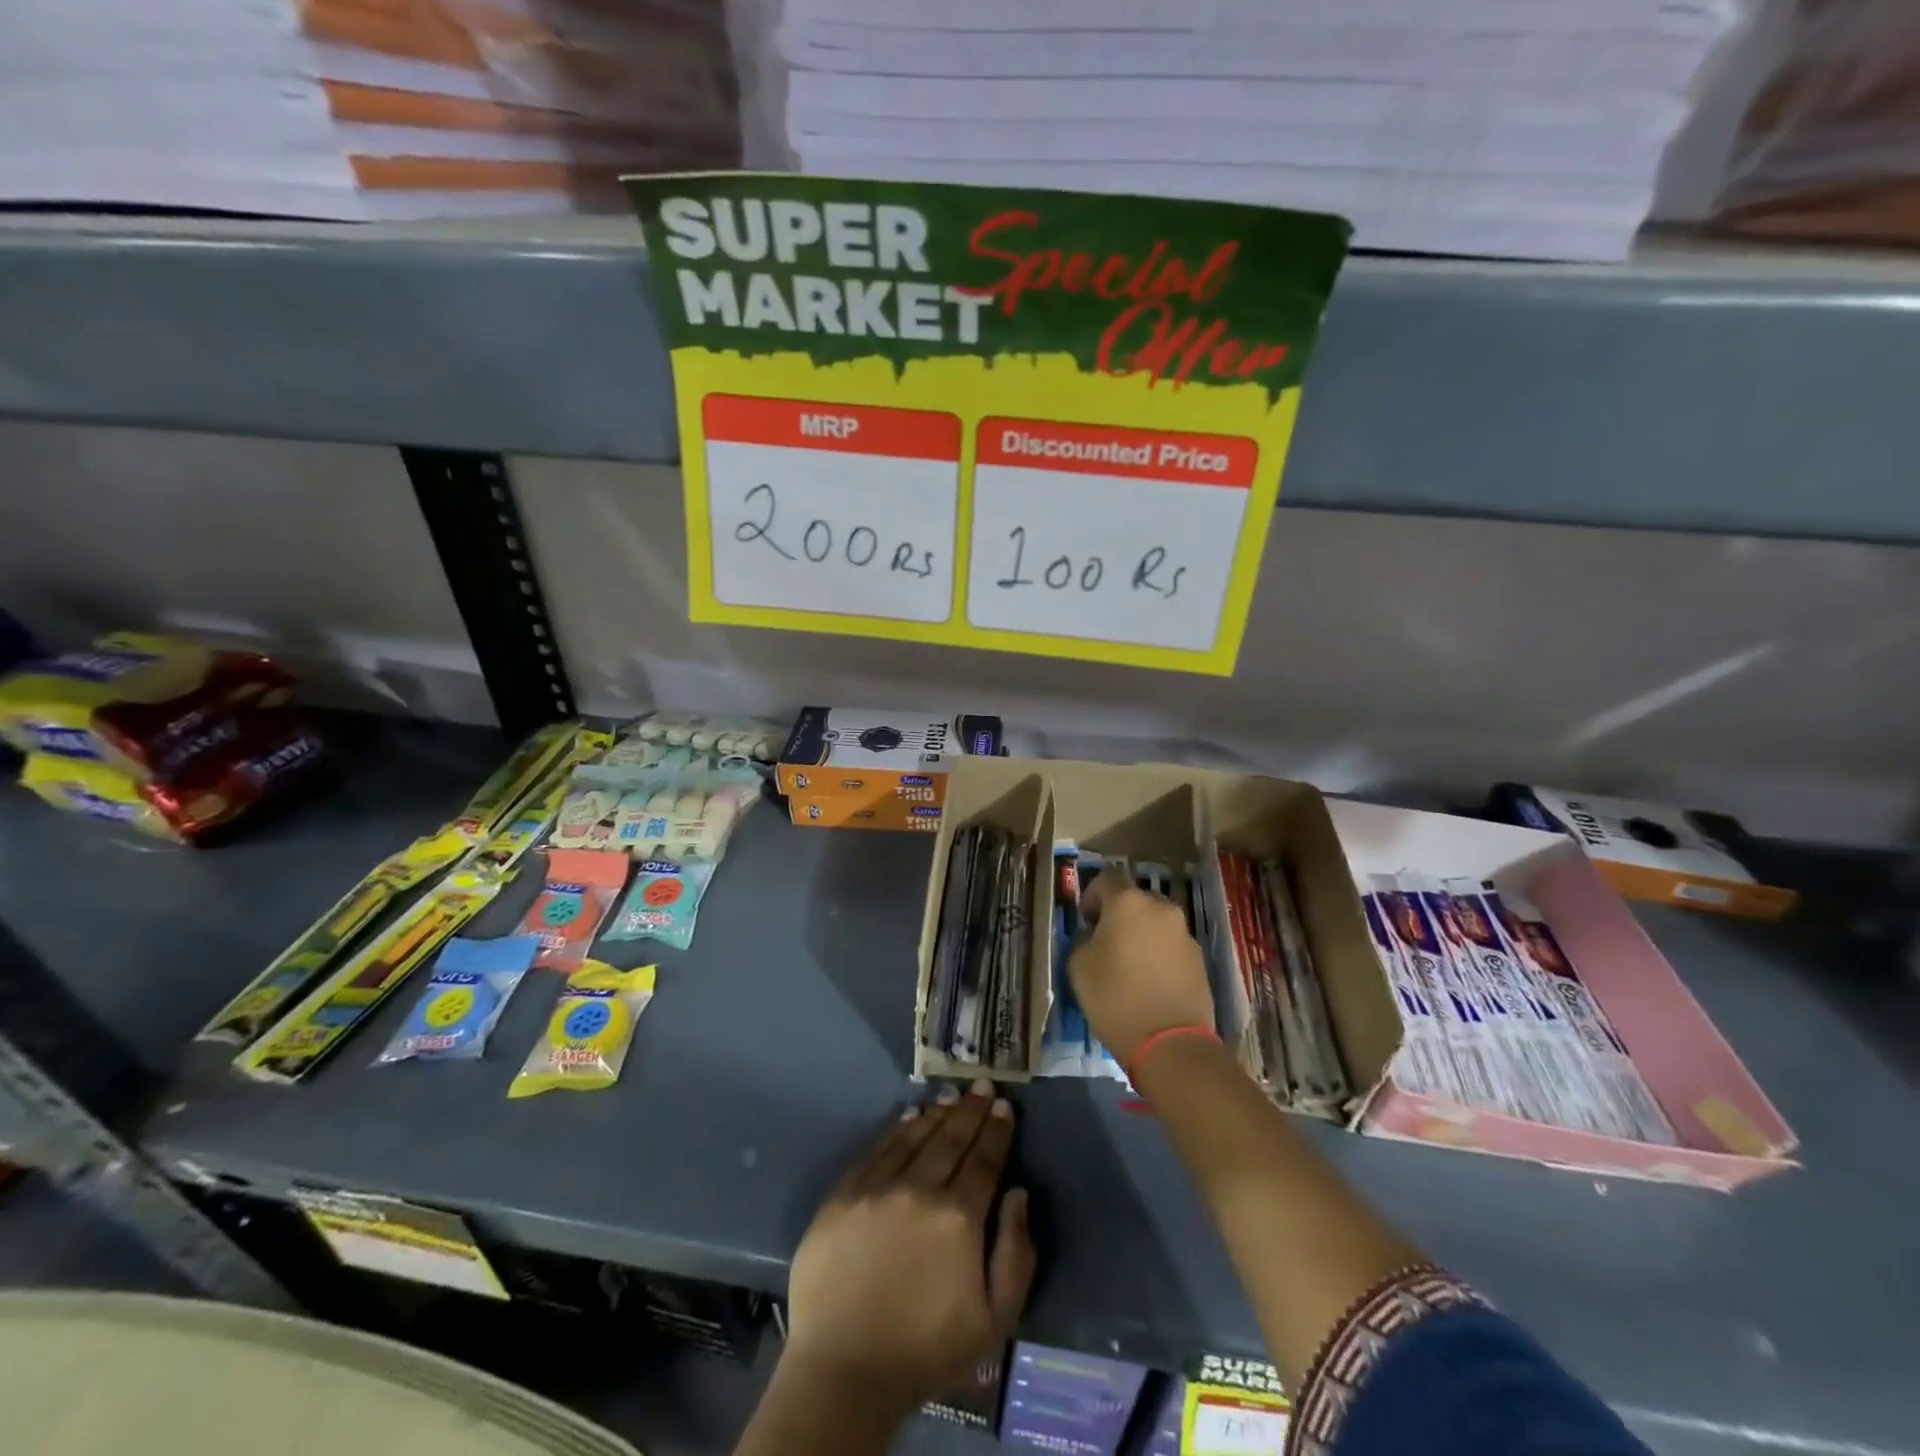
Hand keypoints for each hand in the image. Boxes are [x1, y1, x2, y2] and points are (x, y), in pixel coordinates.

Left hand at [783, 1079, 1034, 1413]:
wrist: (844, 1371)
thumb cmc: (926, 1350)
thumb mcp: (994, 1320)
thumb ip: (1016, 1253)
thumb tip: (1018, 1193)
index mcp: (959, 1218)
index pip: (985, 1160)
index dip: (997, 1131)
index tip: (1005, 1106)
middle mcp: (920, 1189)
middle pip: (952, 1139)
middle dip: (972, 1110)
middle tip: (984, 1085)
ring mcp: (878, 1188)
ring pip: (915, 1137)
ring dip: (938, 1113)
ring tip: (952, 1096)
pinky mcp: (844, 1194)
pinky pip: (877, 1149)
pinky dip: (897, 1129)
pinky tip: (909, 1116)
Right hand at [1068, 877, 1214, 1065]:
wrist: (1170, 1043)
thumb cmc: (1115, 998)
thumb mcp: (1079, 966)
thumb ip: (1084, 940)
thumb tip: (1095, 936)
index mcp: (1127, 902)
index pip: (1105, 879)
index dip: (1091, 897)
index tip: (1085, 921)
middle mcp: (1160, 908)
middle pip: (1135, 899)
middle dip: (1120, 914)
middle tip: (1107, 941)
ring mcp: (1184, 933)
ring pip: (1156, 921)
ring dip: (1142, 933)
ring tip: (1130, 964)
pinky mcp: (1199, 958)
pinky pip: (1171, 944)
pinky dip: (1159, 953)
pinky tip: (1150, 980)